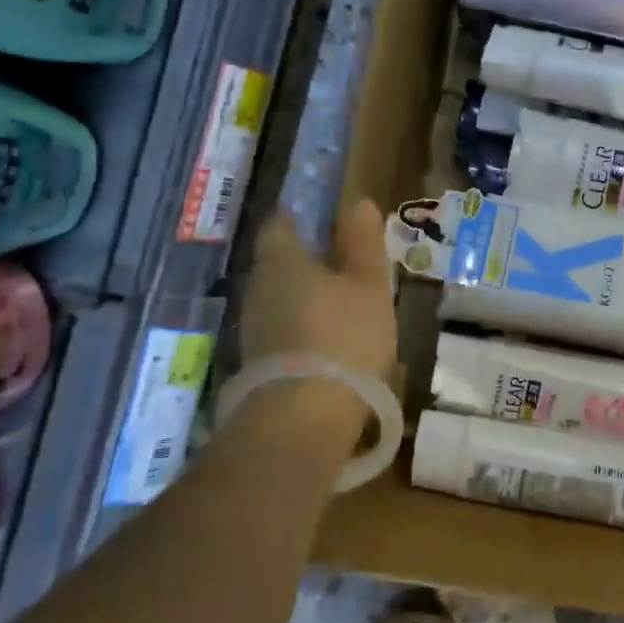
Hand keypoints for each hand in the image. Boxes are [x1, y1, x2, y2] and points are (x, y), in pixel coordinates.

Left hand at [240, 199, 396, 388]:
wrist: (305, 419)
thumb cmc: (344, 337)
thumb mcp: (369, 284)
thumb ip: (363, 243)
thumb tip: (357, 202)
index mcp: (281, 260)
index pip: (281, 223)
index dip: (302, 217)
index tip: (328, 220)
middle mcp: (258, 288)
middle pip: (280, 262)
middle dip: (308, 260)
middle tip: (347, 265)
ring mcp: (254, 329)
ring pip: (282, 298)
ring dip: (308, 297)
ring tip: (346, 306)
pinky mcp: (259, 364)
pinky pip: (284, 331)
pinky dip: (305, 329)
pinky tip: (333, 342)